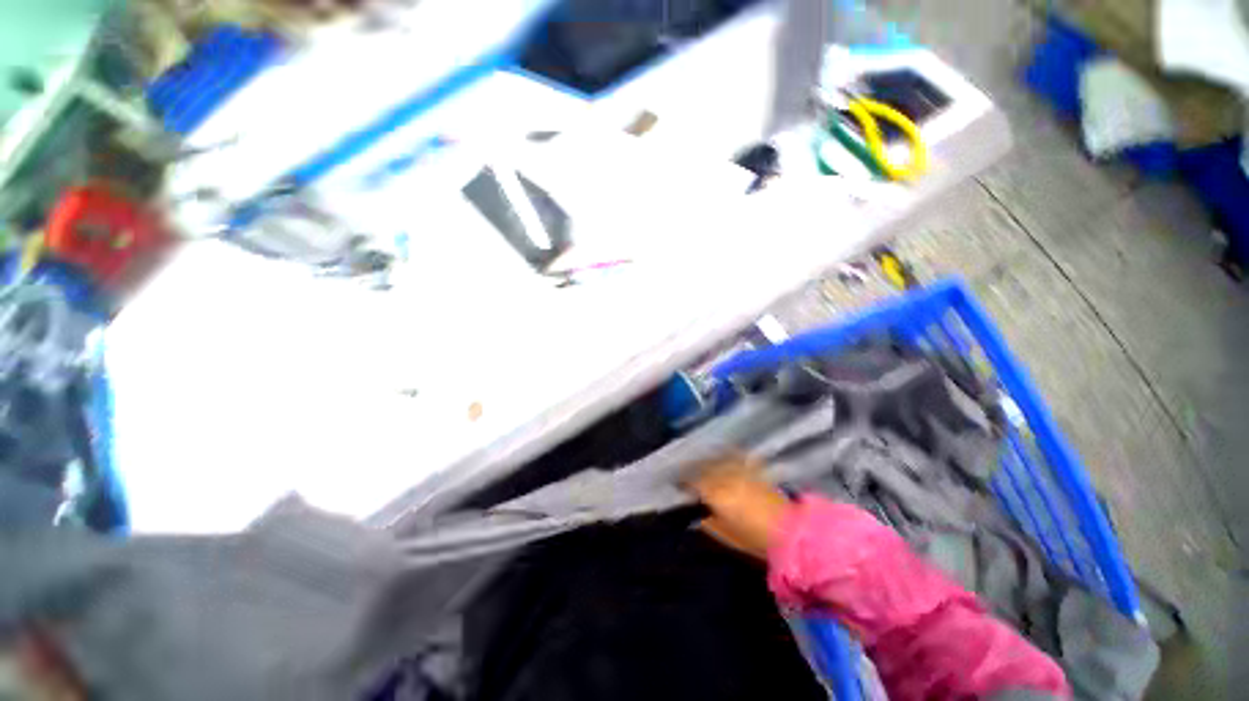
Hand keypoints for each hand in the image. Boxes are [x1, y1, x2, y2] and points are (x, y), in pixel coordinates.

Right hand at [687, 455, 791, 559]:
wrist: (789, 532)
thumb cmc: (754, 538)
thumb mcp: (726, 535)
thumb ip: (708, 522)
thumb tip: (697, 513)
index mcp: (716, 494)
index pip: (693, 482)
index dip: (683, 481)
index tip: (678, 484)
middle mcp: (726, 477)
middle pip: (704, 467)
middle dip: (693, 467)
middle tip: (686, 471)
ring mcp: (741, 470)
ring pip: (718, 459)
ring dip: (707, 459)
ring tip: (701, 461)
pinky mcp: (754, 469)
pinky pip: (737, 457)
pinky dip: (728, 454)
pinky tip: (723, 453)